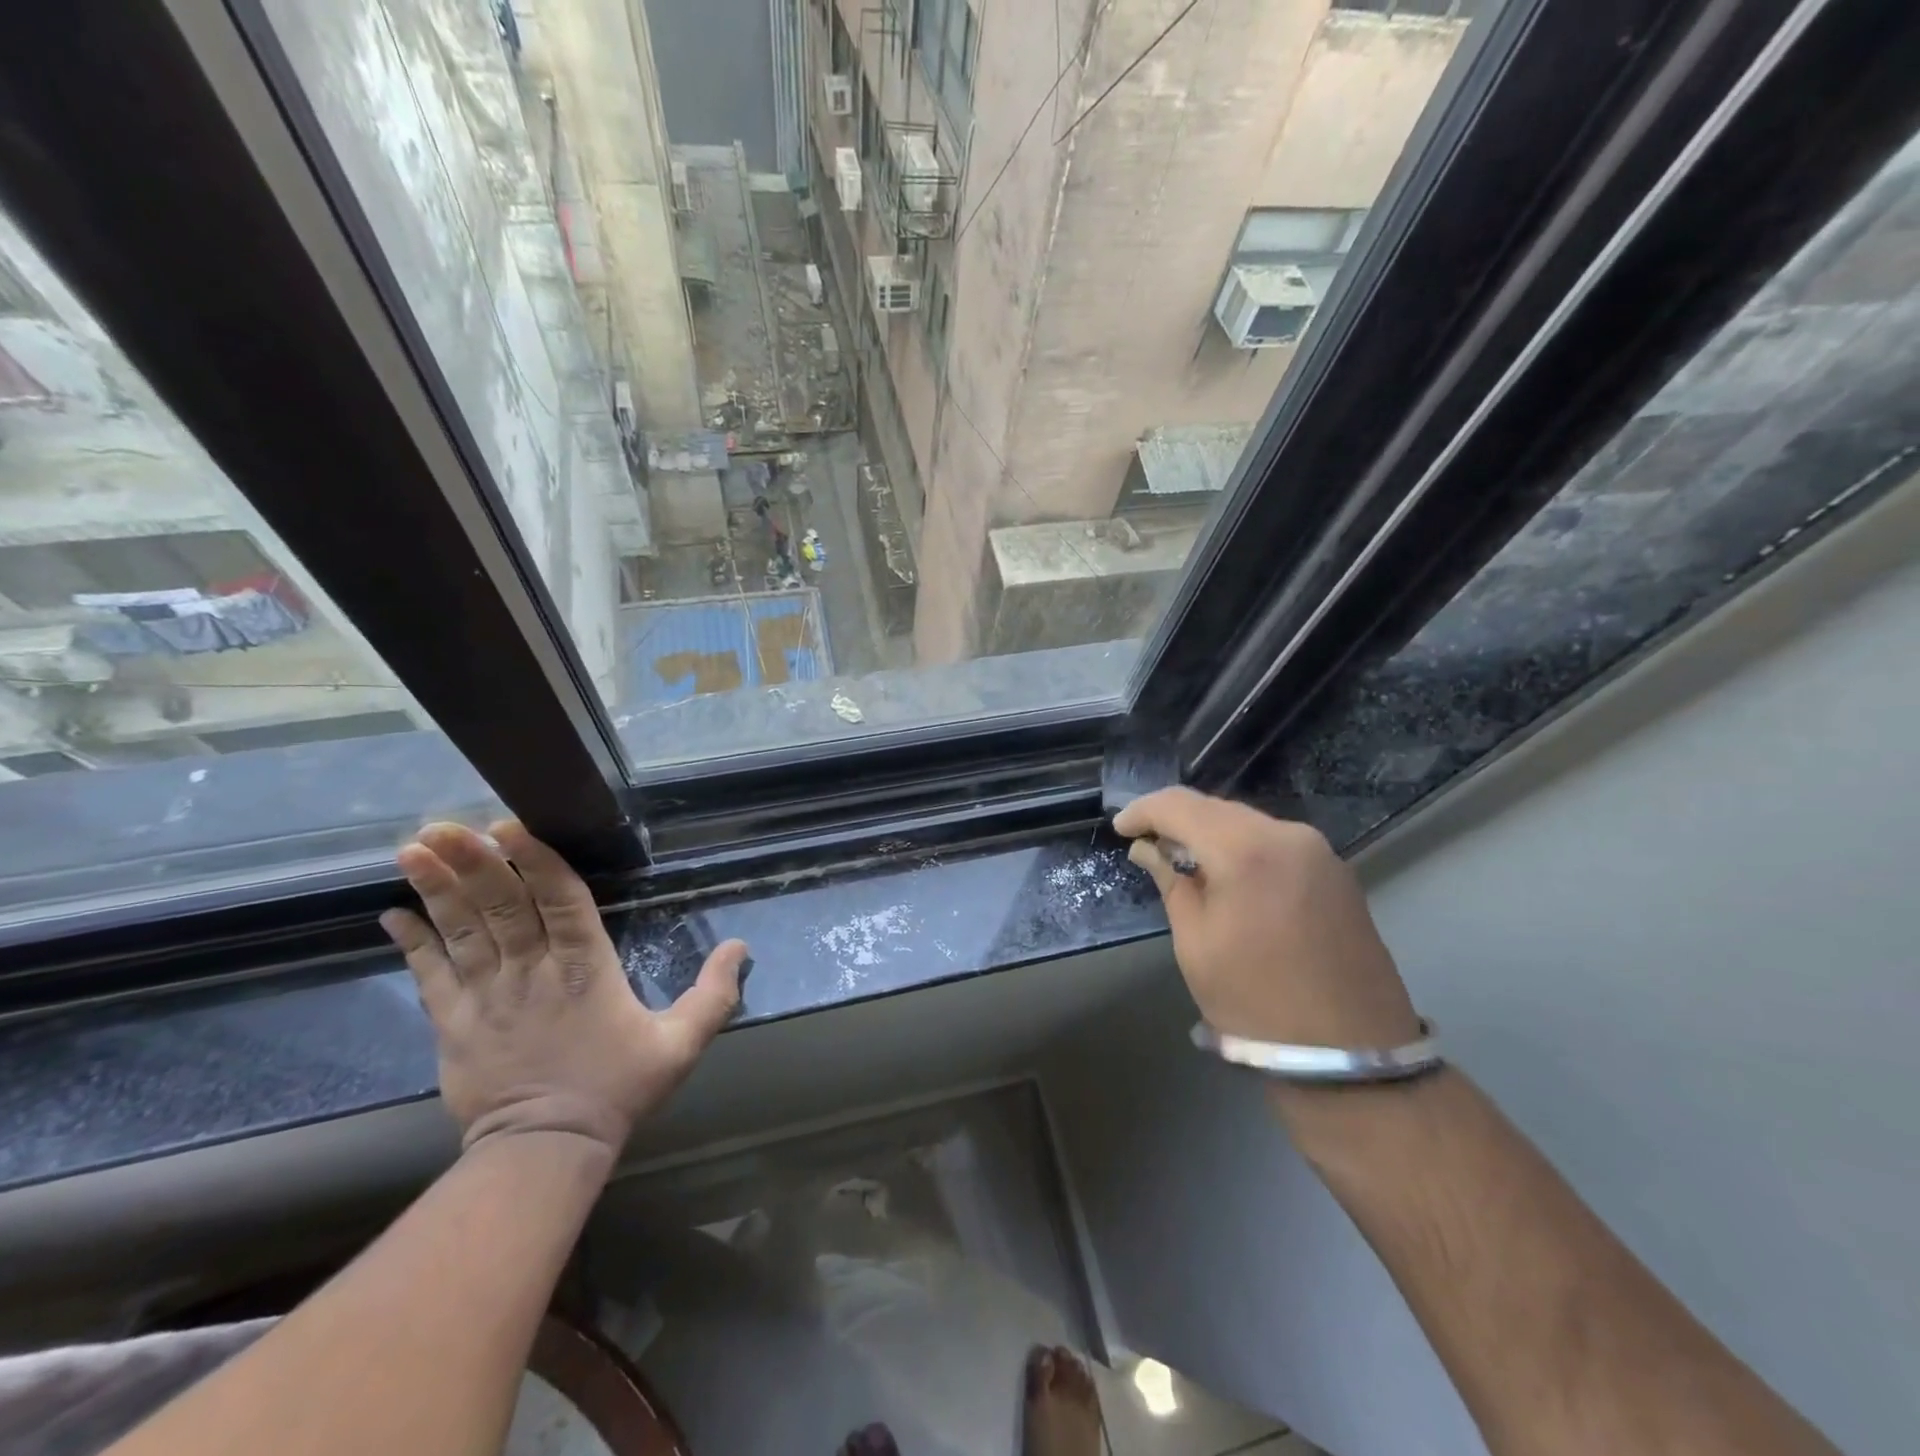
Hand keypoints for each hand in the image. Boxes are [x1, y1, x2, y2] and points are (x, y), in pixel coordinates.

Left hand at [380, 821, 747, 1157]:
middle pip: (501, 907)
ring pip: (461, 931)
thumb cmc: (618, 1088)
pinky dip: (411, 942)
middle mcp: (531, 971)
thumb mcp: (682, 1043)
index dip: (535, 861)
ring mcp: (486, 996)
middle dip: (473, 862)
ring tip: (414, 848)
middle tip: (443, 824)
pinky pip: (429, 975)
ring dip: (438, 888)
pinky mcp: (453, 1024)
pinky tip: (393, 911)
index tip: (509, 827)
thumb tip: (740, 946)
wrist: (547, 1148)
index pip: (559, 901)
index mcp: (586, 968)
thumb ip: (714, 994)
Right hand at [1114, 789, 1418, 1050]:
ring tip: (1181, 859)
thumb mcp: (1196, 945)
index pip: (1180, 805)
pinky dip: (1242, 847)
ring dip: (1210, 833)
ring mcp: (1319, 852)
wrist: (1352, 1057)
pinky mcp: (1337, 872)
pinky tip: (1226, 873)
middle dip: (1176, 820)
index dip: (1144, 811)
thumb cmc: (1257, 1003)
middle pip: (1216, 808)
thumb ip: (1172, 883)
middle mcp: (1288, 835)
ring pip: (1247, 822)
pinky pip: (1275, 842)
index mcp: (1246, 851)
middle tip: (1146, 843)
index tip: (1120, 828)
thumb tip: (1148, 849)